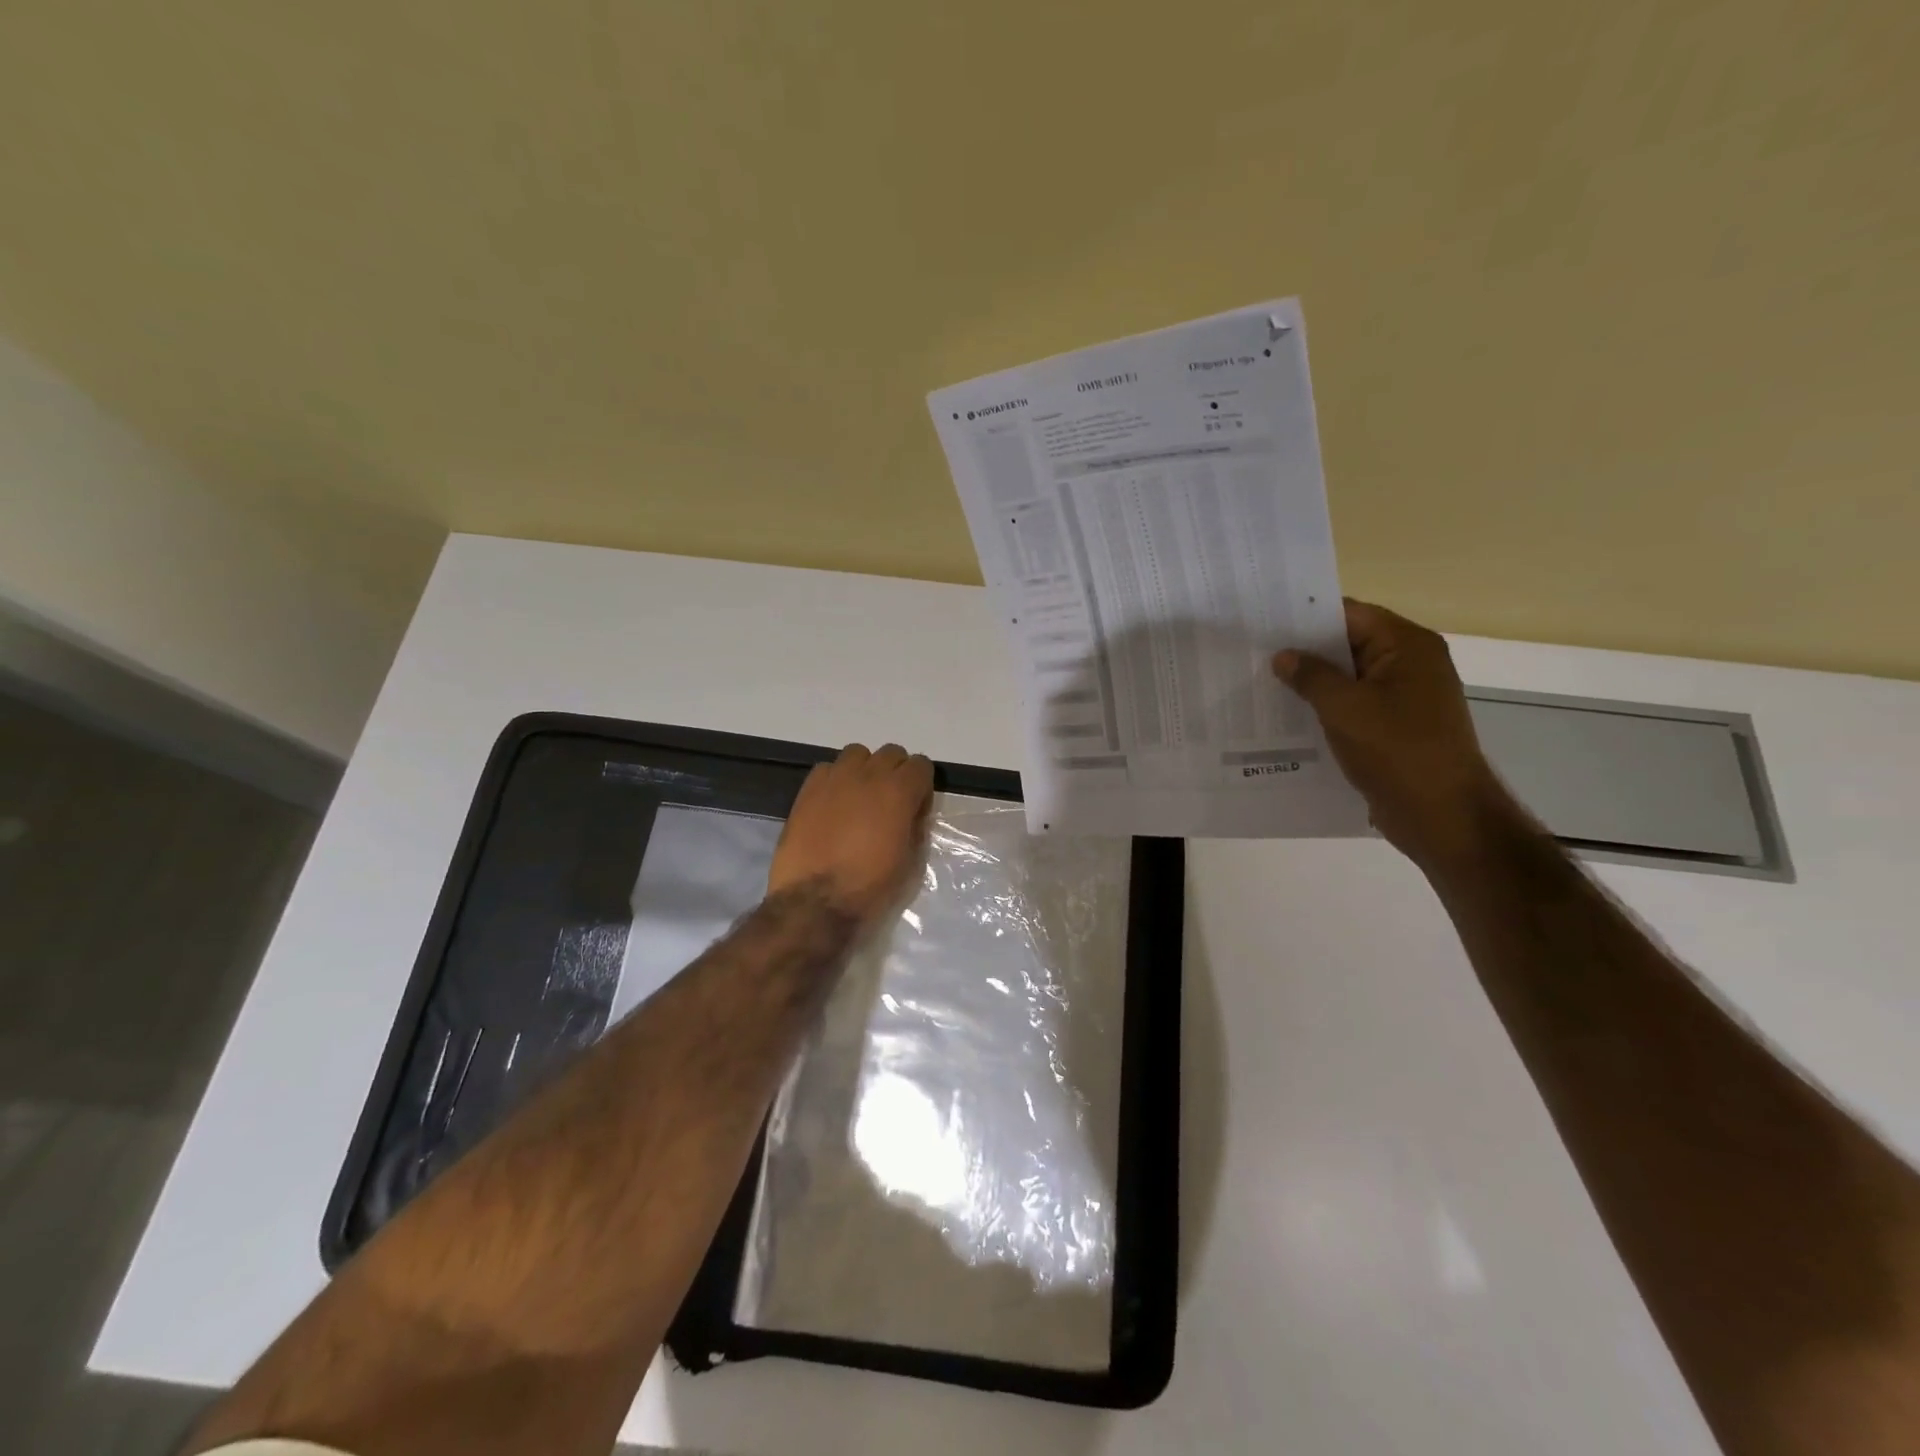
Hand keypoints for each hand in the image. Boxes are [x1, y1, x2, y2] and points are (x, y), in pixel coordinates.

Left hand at [768, 743, 934, 930]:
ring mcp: (835, 778)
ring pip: (857, 754)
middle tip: (889, 803)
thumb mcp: (910, 862)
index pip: (921, 765)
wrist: (815, 901)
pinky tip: (833, 804)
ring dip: (864, 770)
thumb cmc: (870, 887)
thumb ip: (915, 827)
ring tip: (859, 798)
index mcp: (899, 791)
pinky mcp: (808, 788)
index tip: (915, 808)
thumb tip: (910, 814)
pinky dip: (836, 779)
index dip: (921, 786)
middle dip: (895, 773)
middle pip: (891, 754)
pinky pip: (828, 768)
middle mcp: (869, 775)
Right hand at [1273, 600, 1509, 867]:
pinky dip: (1324, 709)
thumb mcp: (1345, 708)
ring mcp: (1404, 697)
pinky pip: (1353, 706)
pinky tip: (1287, 718)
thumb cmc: (1397, 751)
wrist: (1442, 815)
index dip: (1307, 616)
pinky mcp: (1394, 727)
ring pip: (1348, 678)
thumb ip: (1311, 676)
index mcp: (1407, 646)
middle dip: (1304, 650)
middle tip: (1253, 653)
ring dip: (1311, 683)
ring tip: (1261, 684)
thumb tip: (1284, 656)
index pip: (1350, 614)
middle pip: (1348, 644)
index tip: (1264, 621)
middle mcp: (1410, 664)